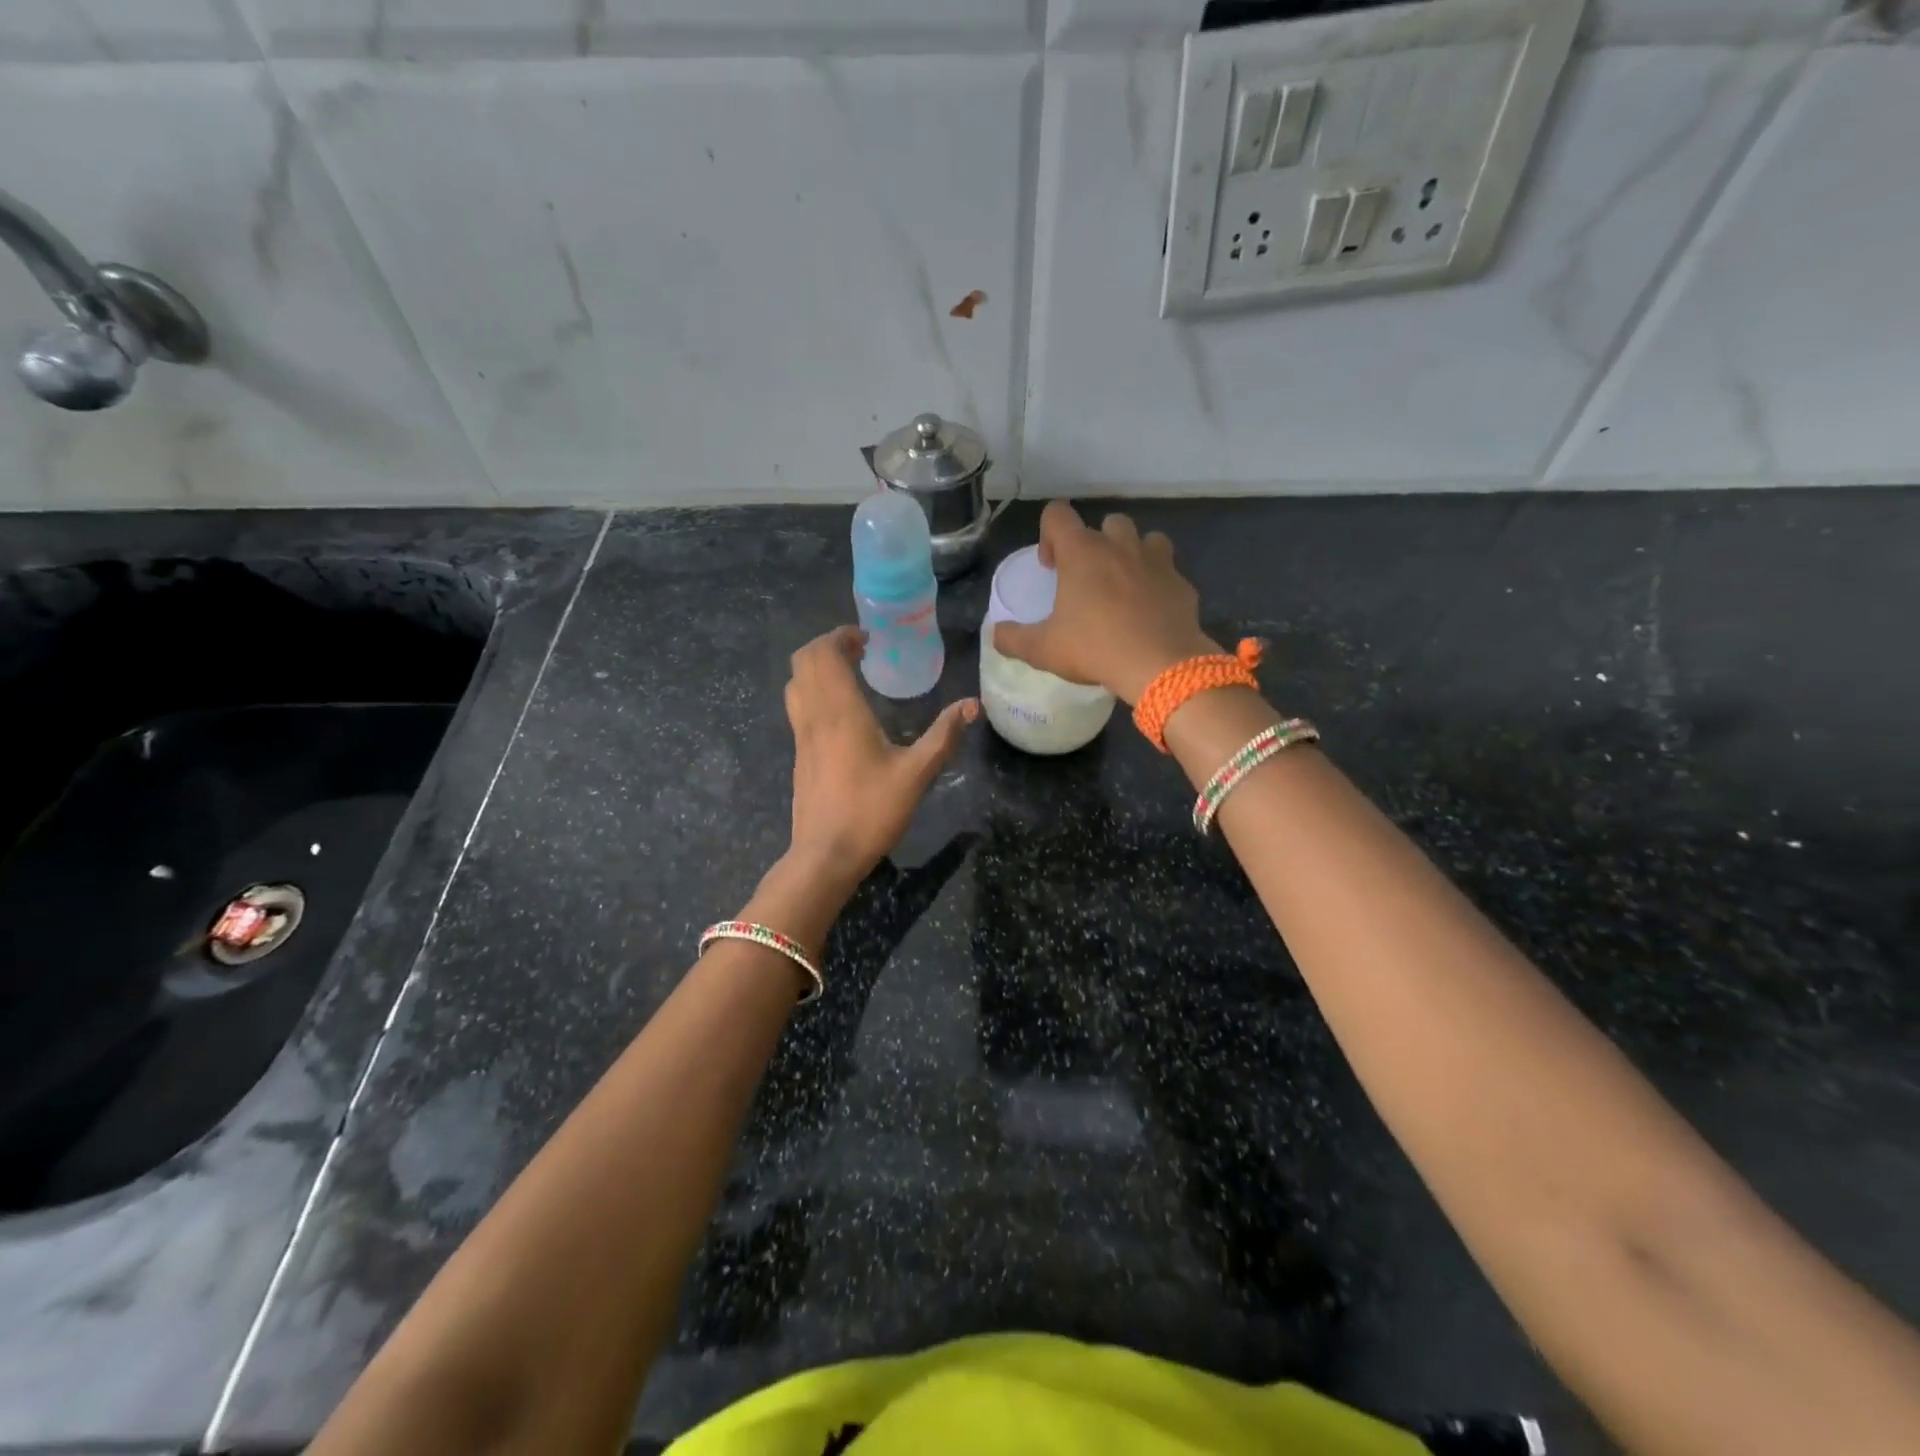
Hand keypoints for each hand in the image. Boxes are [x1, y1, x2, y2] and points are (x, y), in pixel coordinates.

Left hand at [782, 626, 977, 894]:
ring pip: (795, 682)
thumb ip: (944, 736)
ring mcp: (800, 735)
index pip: (824, 653)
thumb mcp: (917, 774)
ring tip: (850, 674)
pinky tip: (842, 712)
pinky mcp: (798, 754)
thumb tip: (973, 705)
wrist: (825, 855)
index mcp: (840, 711)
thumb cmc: (871, 811)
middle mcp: (813, 715)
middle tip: (860, 651)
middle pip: (803, 660)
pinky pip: (797, 705)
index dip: (841, 636)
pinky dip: (813, 690)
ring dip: (817, 668)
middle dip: (828, 646)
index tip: (868, 639)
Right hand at [991, 501, 1218, 704]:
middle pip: (1107, 523)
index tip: (1050, 567)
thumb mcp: (1043, 650)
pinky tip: (1151, 613)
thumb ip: (1013, 639)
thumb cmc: (1095, 649)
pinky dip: (1158, 585)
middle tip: (1088, 579)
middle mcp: (1120, 546)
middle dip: (1096, 544)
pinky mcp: (1182, 584)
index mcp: (1082, 553)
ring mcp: (1157, 562)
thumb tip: (995, 634)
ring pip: (1146, 539)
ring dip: (1133, 555)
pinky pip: (1169, 573)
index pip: (1058, 514)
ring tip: (1125, 587)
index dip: (1048, 534)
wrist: (1162, 665)